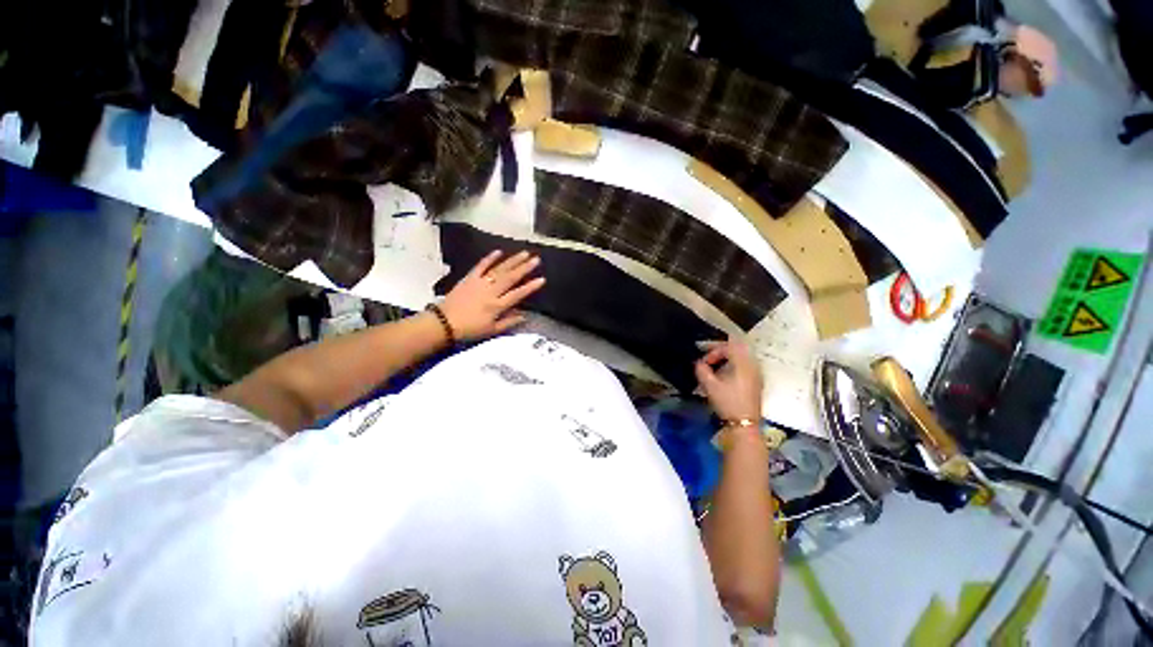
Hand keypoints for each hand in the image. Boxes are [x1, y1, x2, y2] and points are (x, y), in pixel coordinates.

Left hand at [440, 250, 545, 340]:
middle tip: (536, 259)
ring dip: (512, 261)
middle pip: (510, 277)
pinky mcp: (469, 278)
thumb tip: (524, 316)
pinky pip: (481, 266)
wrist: (444, 322)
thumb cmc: (469, 329)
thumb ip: (509, 322)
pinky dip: (489, 258)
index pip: (517, 294)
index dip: (530, 287)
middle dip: (525, 268)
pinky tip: (499, 252)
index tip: (542, 279)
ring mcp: (480, 283)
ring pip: (499, 269)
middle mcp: (491, 292)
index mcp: (497, 306)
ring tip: (524, 253)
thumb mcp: (491, 330)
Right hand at [695, 337, 763, 421]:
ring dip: (726, 359)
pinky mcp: (756, 383)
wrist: (745, 424)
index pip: (728, 347)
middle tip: (707, 359)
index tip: (703, 362)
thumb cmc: (727, 403)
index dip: (713, 351)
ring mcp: (757, 374)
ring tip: (714, 368)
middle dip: (720, 352)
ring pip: (741, 358)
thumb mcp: (710, 385)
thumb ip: (702, 370)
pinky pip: (744, 366)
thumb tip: (699, 363)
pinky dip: (733, 366)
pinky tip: (724, 376)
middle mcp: (752, 365)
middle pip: (736, 349)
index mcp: (743, 363)